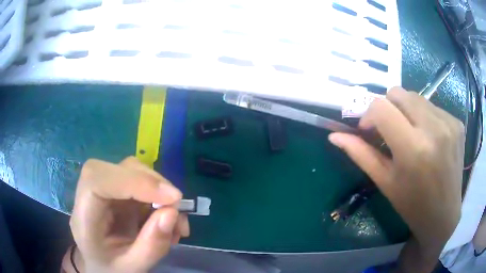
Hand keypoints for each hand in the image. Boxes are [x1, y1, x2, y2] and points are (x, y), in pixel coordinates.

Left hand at [68, 156, 188, 272]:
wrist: (100, 265)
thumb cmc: (111, 268)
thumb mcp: (133, 267)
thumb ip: (152, 245)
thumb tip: (173, 213)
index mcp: (84, 216)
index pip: (98, 180)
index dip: (134, 182)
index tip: (172, 198)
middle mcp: (90, 194)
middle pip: (118, 169)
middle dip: (152, 184)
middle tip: (177, 209)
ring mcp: (104, 189)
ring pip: (132, 171)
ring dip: (158, 190)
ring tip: (175, 221)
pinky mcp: (116, 190)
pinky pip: (140, 182)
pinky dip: (158, 196)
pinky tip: (167, 218)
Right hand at [329, 87, 463, 271]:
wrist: (443, 215)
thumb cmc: (412, 205)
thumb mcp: (385, 182)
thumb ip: (360, 154)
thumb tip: (334, 136)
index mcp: (413, 149)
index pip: (381, 107)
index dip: (369, 114)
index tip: (370, 130)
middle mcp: (434, 129)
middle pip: (398, 93)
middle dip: (388, 107)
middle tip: (390, 131)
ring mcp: (449, 123)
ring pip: (416, 97)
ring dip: (407, 111)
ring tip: (411, 135)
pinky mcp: (457, 123)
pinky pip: (433, 107)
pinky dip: (424, 116)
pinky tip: (429, 138)